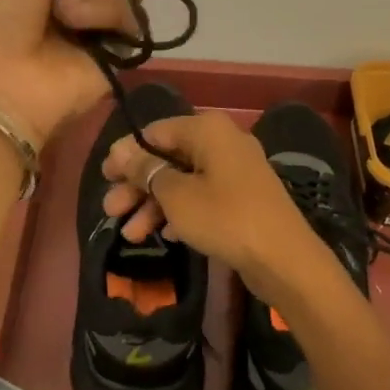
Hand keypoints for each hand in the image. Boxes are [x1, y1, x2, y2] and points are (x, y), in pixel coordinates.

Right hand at [99, 113, 334, 309]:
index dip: (127, 154)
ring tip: (130, 235)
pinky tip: (165, 237)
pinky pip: (203, 198)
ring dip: (154, 205)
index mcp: (207, 130)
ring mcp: (235, 171)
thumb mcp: (176, 195)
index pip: (155, 132)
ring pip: (183, 181)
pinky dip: (181, 213)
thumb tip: (120, 151)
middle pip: (168, 158)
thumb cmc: (225, 218)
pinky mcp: (243, 198)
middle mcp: (222, 142)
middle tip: (111, 210)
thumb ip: (145, 171)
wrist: (284, 259)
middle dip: (137, 186)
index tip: (105, 177)